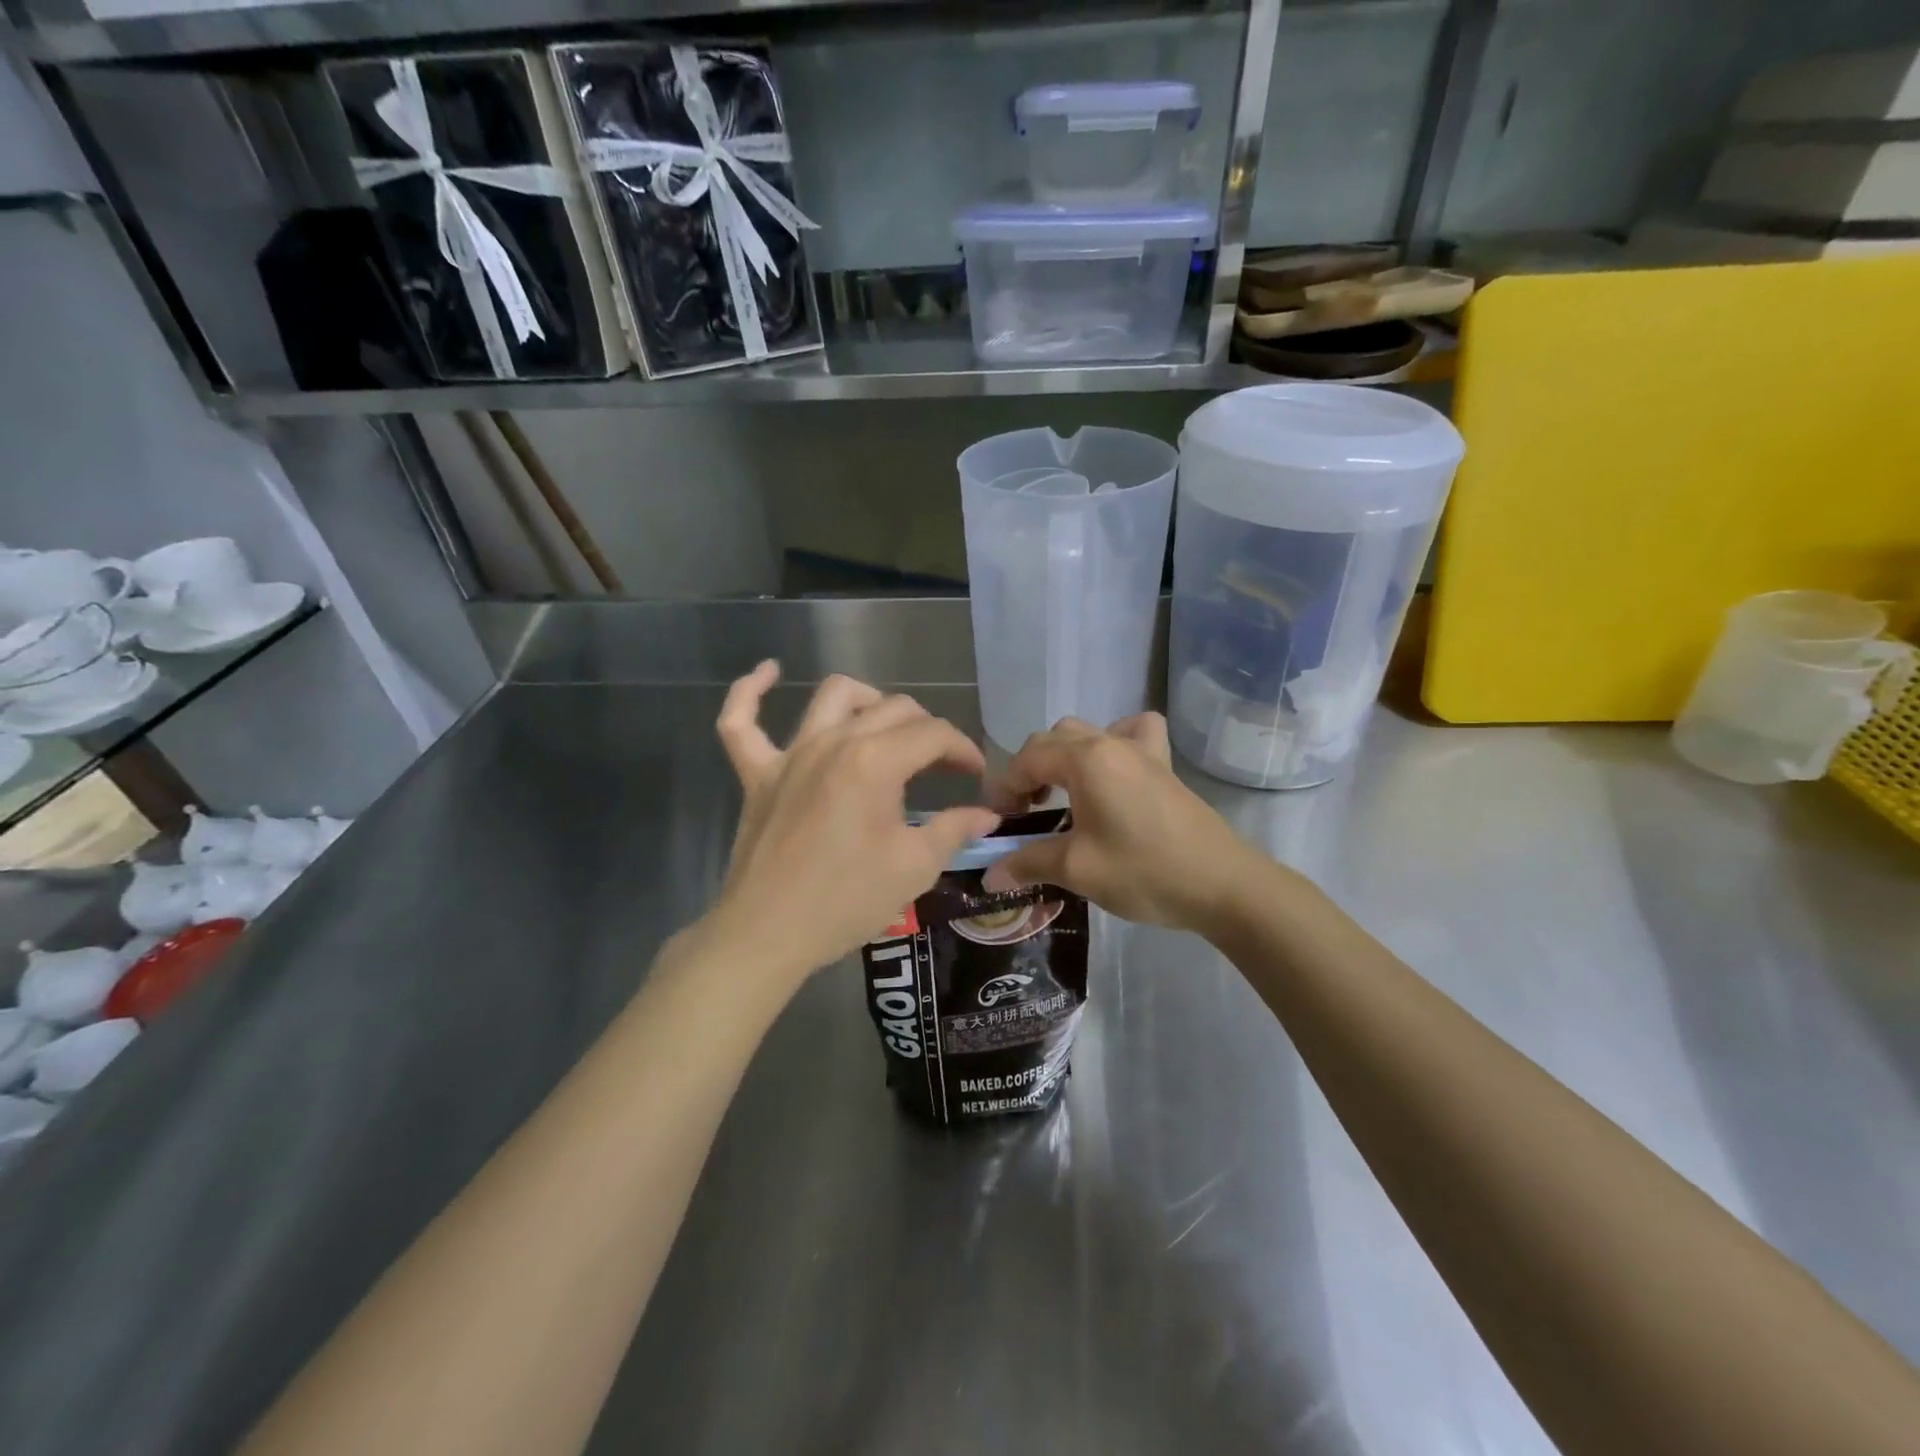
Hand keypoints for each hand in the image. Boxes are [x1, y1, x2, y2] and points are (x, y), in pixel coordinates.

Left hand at [710, 663, 998, 986]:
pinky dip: (752, 692)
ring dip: (866, 699)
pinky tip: (769, 672)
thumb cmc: (847, 901)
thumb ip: (954, 829)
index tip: (975, 775)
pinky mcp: (756, 773)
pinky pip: (740, 721)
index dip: (963, 749)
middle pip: (892, 709)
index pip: (933, 734)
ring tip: (884, 722)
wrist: (769, 934)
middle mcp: (833, 742)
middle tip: (942, 765)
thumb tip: (987, 815)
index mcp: (876, 762)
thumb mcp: (915, 867)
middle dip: (927, 729)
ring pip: (831, 697)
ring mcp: (789, 754)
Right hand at [981, 714, 1260, 931]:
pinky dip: (1113, 743)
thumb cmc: (1144, 872)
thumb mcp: (1077, 869)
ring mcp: (1142, 751)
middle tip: (1023, 812)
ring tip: (1059, 794)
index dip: (1003, 787)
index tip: (994, 821)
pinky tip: (1111, 773)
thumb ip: (1028, 862)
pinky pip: (1132, 734)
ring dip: (1063, 757)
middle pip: (1053, 740)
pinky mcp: (1164, 767)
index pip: (1028, 758)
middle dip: (1029, 770)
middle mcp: (1111, 743)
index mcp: (1086, 759)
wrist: (1223, 885)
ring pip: (1088, 733)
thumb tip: (990, 875)